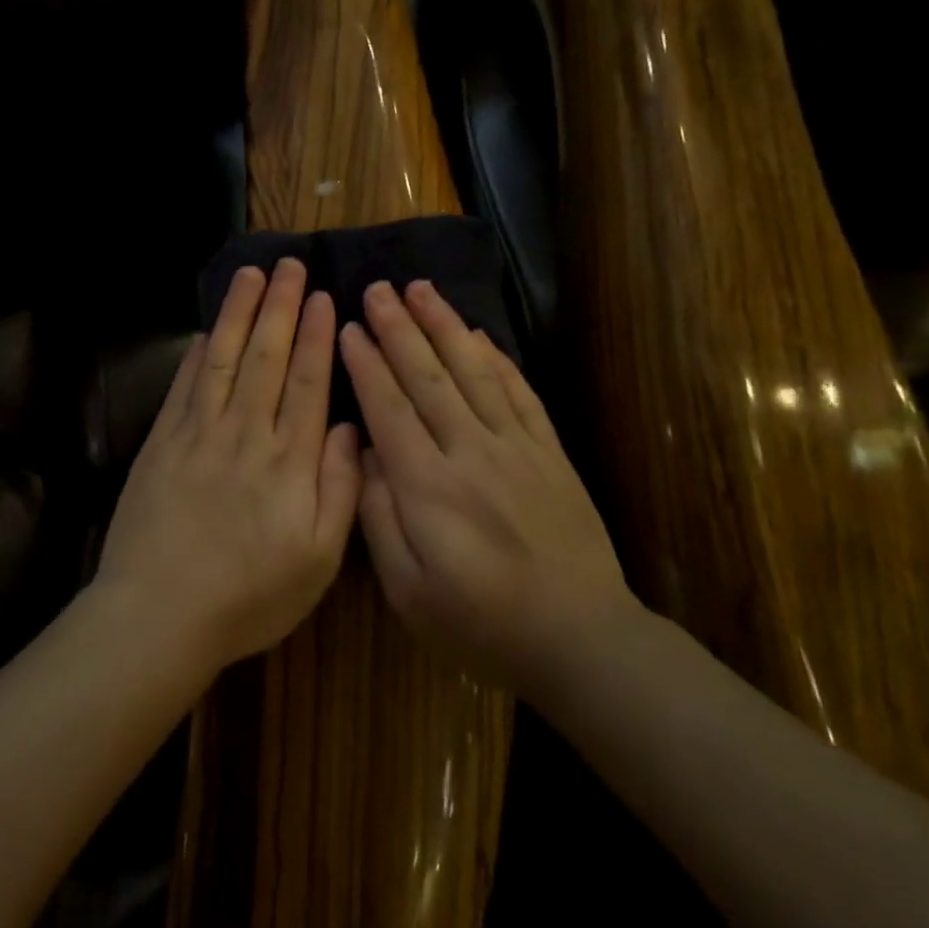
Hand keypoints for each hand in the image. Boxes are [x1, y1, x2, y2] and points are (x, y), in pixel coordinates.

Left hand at [95, 258, 361, 673]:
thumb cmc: (248, 596)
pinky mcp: (161, 443)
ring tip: (251, 275)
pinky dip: (199, 353)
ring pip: (225, 359)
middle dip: (280, 307)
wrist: (158, 614)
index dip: (316, 337)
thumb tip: (348, 428)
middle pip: (267, 357)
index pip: (306, 383)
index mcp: (288, 461)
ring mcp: (197, 434)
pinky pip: (185, 386)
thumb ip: (339, 489)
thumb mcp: (317, 561)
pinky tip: (209, 331)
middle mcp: (244, 434)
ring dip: (240, 314)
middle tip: (289, 265)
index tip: (323, 298)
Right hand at [339, 278, 635, 689]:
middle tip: (378, 288)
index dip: (366, 363)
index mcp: (427, 486)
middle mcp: (470, 452)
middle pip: (427, 376)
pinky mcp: (549, 452)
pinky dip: (497, 357)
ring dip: (444, 326)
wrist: (579, 639)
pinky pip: (519, 392)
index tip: (349, 326)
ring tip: (422, 289)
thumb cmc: (480, 624)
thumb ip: (379, 516)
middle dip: (399, 328)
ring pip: (473, 371)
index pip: (388, 407)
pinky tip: (479, 333)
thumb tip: (366, 452)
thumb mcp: (408, 591)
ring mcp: (515, 447)